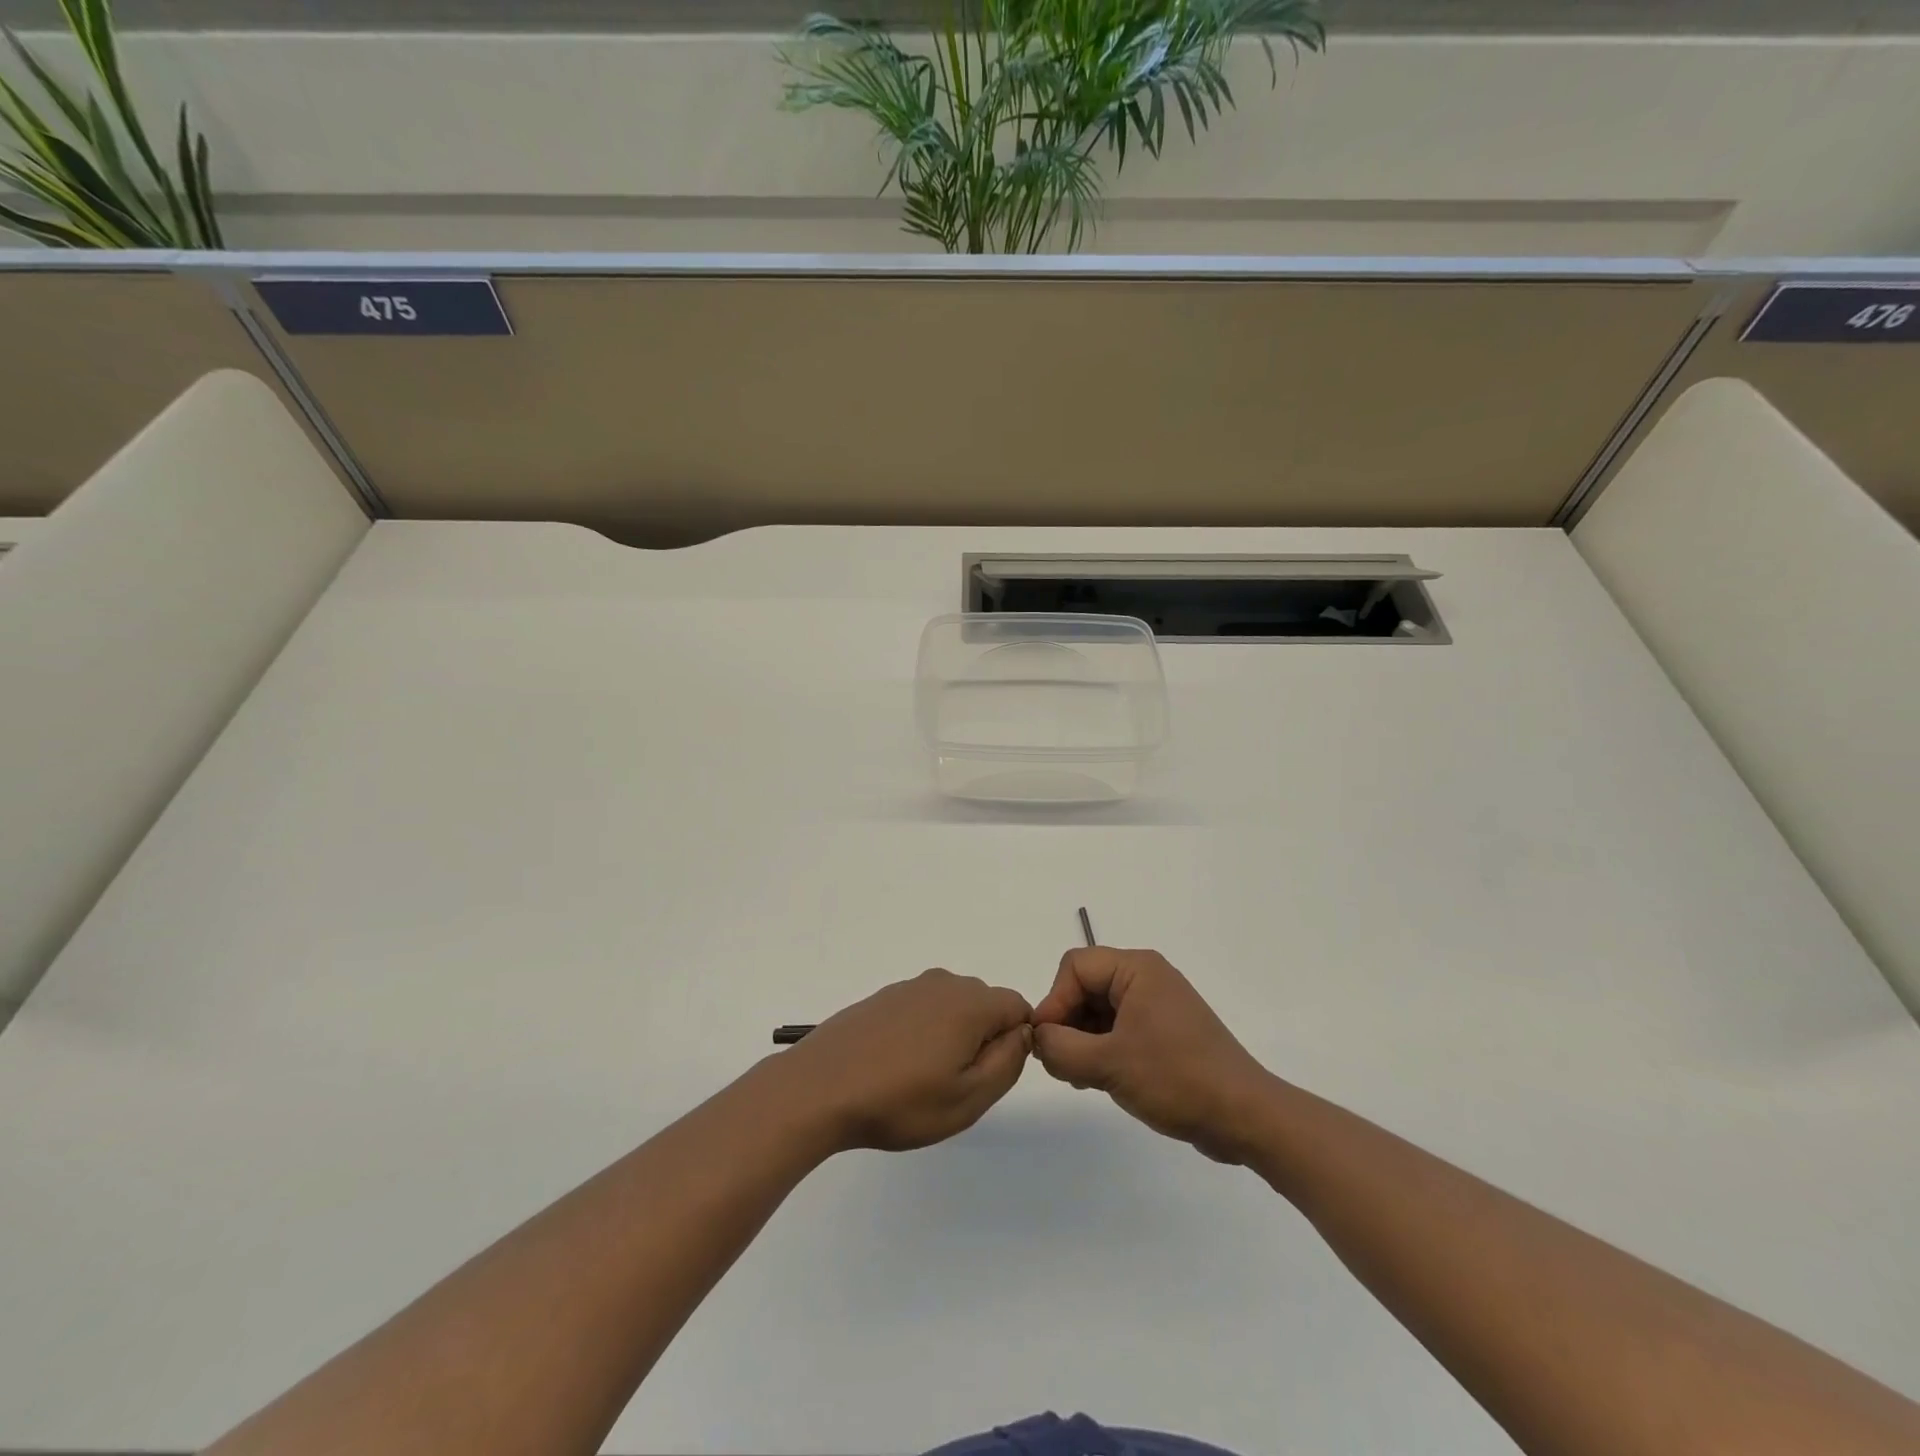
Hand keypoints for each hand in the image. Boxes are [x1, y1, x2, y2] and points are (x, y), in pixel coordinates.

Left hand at [775, 969, 1032, 1152]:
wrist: (820, 1088)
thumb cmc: (900, 1100)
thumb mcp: (968, 1097)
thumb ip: (1008, 1062)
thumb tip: (1022, 1033)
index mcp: (970, 1002)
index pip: (1018, 1007)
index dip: (1013, 1043)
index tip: (988, 1076)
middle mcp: (943, 983)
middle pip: (985, 1005)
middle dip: (982, 1040)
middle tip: (954, 1085)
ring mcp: (909, 987)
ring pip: (951, 1008)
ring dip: (950, 1038)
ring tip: (921, 1080)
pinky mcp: (883, 998)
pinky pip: (921, 1010)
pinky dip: (921, 1034)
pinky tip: (896, 1066)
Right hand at [1031, 947, 1273, 1162]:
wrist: (1245, 1117)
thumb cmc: (1176, 1079)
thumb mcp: (1108, 1064)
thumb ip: (1060, 1048)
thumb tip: (1038, 1038)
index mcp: (1137, 969)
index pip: (1074, 967)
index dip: (1054, 1001)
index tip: (1047, 1044)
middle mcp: (1147, 978)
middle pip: (1085, 986)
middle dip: (1067, 1022)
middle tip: (1062, 1065)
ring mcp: (1157, 1005)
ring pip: (1099, 1009)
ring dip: (1082, 1039)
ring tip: (1081, 1077)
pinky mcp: (1164, 1032)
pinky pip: (1119, 1027)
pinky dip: (1102, 1048)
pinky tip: (1099, 1079)